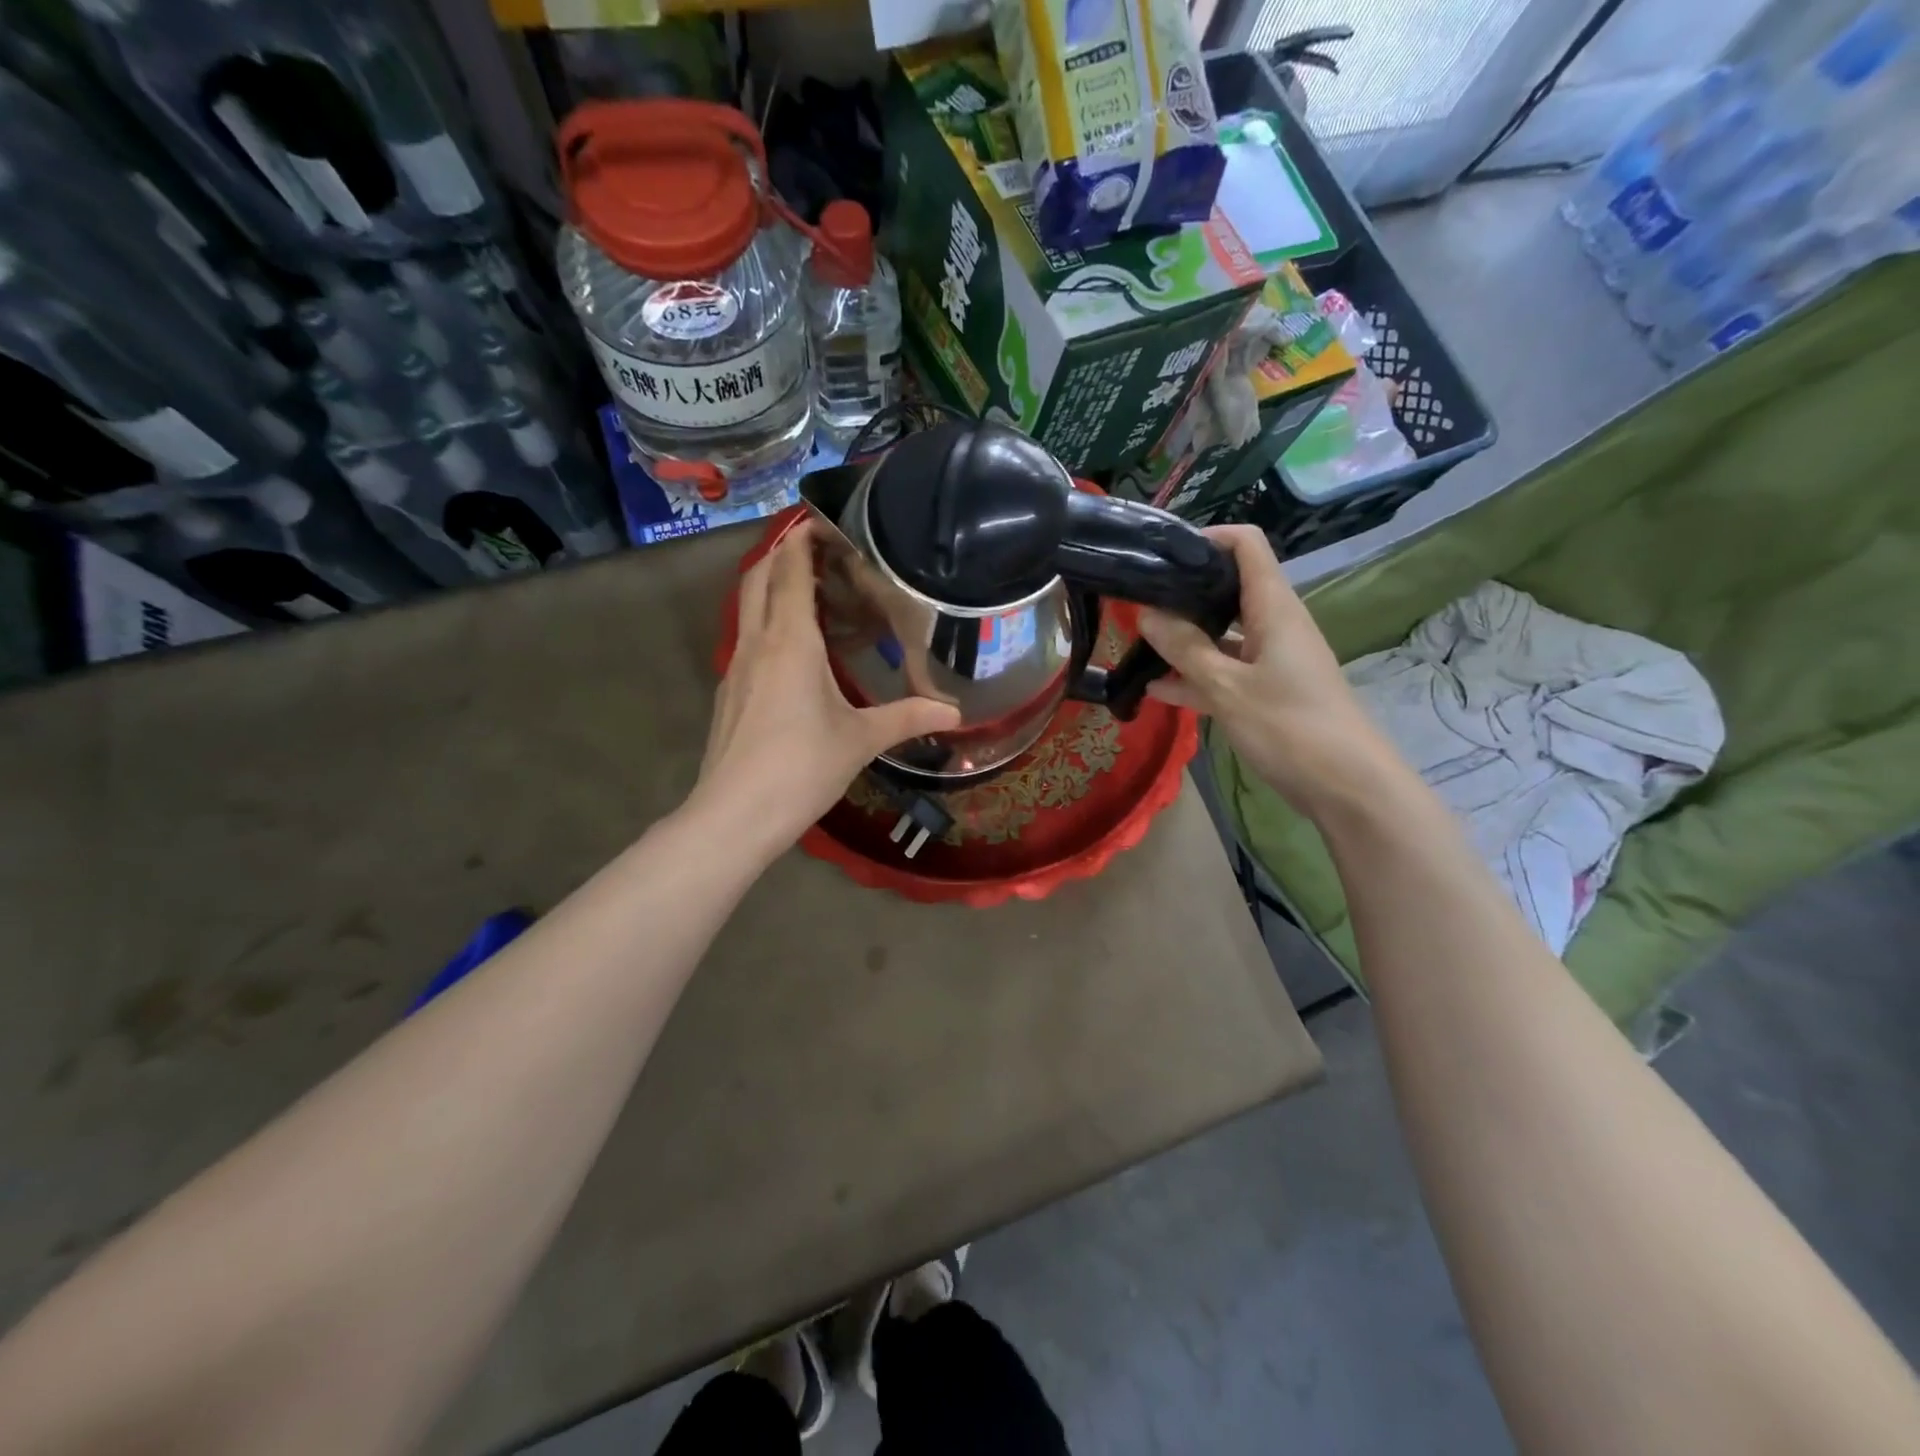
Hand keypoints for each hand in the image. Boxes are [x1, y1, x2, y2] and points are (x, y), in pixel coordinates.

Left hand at [693, 519, 961, 856]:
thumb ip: (907, 718)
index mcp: (789, 640)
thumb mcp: (861, 740)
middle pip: (760, 576)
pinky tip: (794, 650)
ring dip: (773, 587)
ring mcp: (735, 666)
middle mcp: (756, 642)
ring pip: (749, 607)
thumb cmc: (801, 767)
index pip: (791, 569)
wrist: (734, 815)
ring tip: (814, 593)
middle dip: (785, 553)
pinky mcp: (728, 692)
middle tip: (823, 551)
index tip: (826, 521)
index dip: (804, 538)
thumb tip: (954, 712)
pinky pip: (747, 638)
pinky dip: (768, 623)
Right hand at [1136, 525, 1399, 819]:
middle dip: (1184, 592)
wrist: (1347, 787)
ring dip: (1183, 639)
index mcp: (1274, 608)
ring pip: (1222, 635)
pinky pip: (1225, 673)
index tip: (1162, 554)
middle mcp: (1275, 624)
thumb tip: (1146, 614)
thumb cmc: (1290, 727)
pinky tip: (1155, 690)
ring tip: (1136, 644)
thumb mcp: (1228, 688)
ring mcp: (1271, 660)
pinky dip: (1195, 677)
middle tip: (1136, 601)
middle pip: (1229, 588)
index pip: (1246, 545)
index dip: (1207, 538)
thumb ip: (1185, 649)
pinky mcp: (1267, 692)